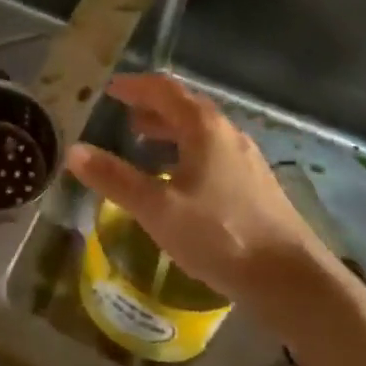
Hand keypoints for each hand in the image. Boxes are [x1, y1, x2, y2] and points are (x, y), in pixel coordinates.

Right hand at [67, 74, 340, 305]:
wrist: (291, 279)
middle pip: (184, 107)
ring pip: (200, 132)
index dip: (134, 86)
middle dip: (151, 108)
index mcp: (203, 127)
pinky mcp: (255, 184)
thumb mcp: (157, 208)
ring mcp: (246, 159)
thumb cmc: (220, 234)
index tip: (110, 89)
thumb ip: (114, 179)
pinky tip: (178, 183)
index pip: (164, 90)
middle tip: (123, 117)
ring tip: (144, 146)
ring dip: (169, 132)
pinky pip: (212, 153)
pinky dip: (186, 153)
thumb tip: (74, 151)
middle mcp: (227, 133)